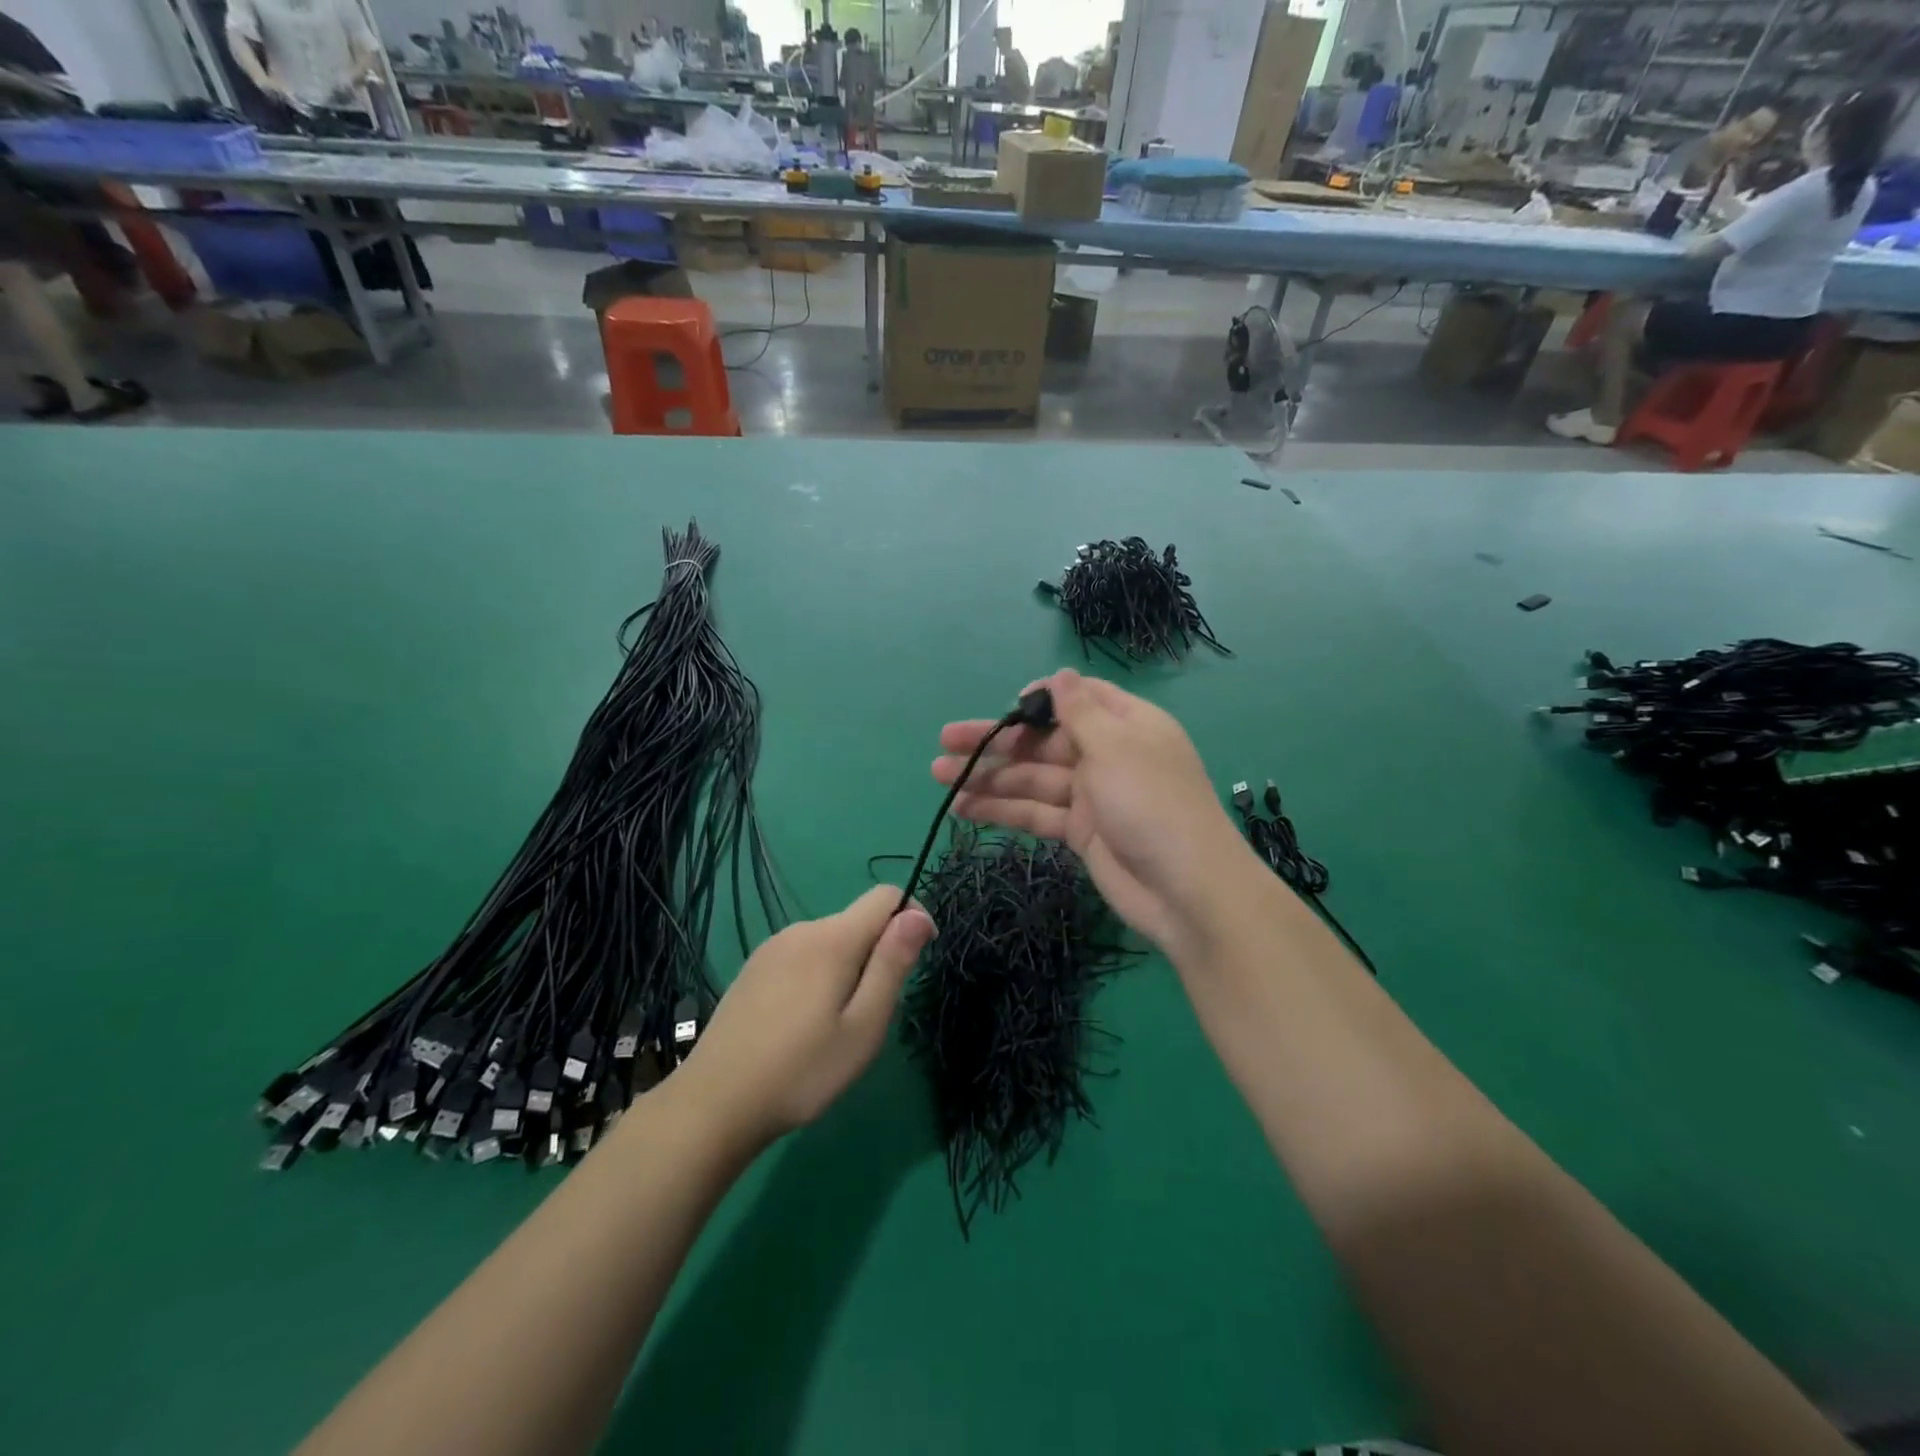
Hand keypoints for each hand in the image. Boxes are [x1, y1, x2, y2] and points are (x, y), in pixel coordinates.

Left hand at [673, 887, 935, 1147]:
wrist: (713, 1105)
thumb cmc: (801, 1072)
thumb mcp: (863, 1026)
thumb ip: (892, 964)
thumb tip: (918, 913)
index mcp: (832, 939)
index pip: (886, 896)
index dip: (911, 919)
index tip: (914, 965)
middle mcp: (801, 930)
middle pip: (858, 921)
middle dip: (877, 955)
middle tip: (868, 1017)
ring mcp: (772, 948)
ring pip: (830, 941)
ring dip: (847, 969)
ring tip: (833, 1028)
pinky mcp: (753, 968)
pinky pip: (803, 956)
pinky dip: (818, 977)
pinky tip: (801, 1025)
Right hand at [932, 669, 1248, 956]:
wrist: (1185, 890)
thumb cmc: (1151, 803)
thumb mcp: (1116, 746)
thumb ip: (1080, 712)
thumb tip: (1060, 674)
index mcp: (1126, 725)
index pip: (1079, 699)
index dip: (1041, 699)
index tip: (1007, 705)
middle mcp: (1107, 755)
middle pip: (1044, 742)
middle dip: (997, 742)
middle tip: (945, 742)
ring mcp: (1092, 796)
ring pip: (1032, 779)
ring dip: (989, 778)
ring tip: (939, 777)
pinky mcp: (1080, 833)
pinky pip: (1036, 813)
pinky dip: (1003, 810)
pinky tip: (964, 808)